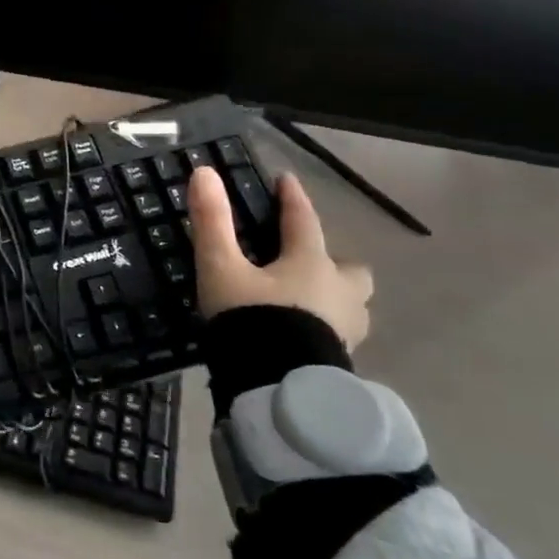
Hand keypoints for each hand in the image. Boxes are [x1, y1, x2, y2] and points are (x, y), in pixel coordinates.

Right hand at [188, 167, 373, 350]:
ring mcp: (346, 328)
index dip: (293, 199)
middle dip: (335, 262)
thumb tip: (205, 172)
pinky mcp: (342, 359)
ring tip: (308, 303)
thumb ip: (212, 221)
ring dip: (336, 297)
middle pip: (351, 269)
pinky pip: (341, 333)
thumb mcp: (221, 267)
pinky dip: (327, 328)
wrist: (279, 385)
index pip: (304, 220)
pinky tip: (305, 336)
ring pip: (353, 304)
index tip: (286, 181)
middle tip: (308, 263)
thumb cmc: (252, 318)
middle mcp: (338, 290)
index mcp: (310, 263)